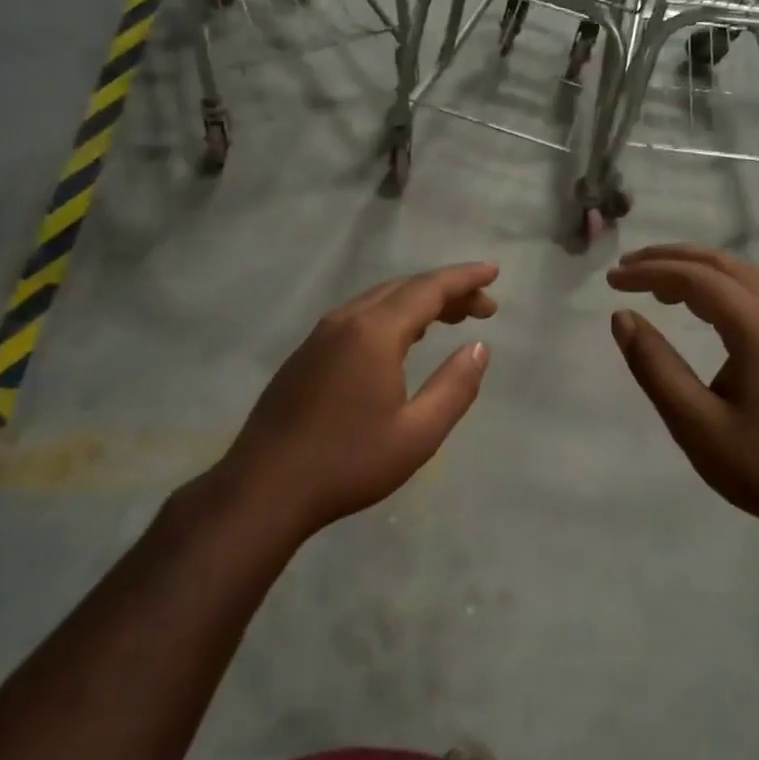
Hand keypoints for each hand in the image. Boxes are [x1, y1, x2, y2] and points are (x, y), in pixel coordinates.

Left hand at [212, 262, 497, 534]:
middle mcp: (346, 321)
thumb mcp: (418, 434)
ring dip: (418, 303)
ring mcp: (320, 336)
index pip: (429, 289)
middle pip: (404, 289)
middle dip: (447, 291)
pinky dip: (392, 316)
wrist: (265, 487)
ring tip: (451, 318)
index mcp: (375, 333)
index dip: (464, 279)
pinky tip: (402, 340)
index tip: (493, 272)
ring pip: (379, 301)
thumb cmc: (348, 462)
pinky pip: (359, 317)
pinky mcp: (306, 354)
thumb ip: (455, 387)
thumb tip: (479, 348)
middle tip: (483, 308)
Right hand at [608, 245, 758, 542]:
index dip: (650, 272)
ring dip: (698, 270)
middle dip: (671, 259)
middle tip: (628, 267)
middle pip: (722, 265)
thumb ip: (655, 366)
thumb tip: (622, 318)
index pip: (696, 278)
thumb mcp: (696, 424)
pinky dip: (721, 288)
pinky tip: (702, 308)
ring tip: (656, 283)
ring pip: (744, 276)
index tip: (611, 279)